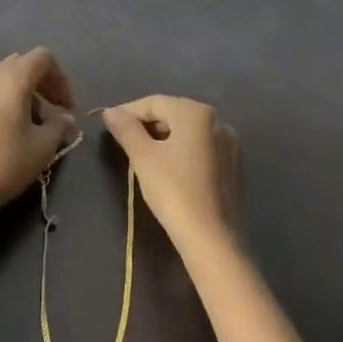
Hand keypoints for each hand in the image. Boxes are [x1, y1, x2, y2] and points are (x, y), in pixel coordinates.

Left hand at [0, 49, 77, 236]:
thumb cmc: (6, 163)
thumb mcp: (43, 147)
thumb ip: (60, 126)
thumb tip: (67, 119)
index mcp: (13, 79)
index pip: (42, 58)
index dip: (60, 78)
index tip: (67, 107)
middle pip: (22, 63)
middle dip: (42, 83)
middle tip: (52, 111)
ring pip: (3, 76)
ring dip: (21, 90)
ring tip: (29, 120)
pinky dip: (3, 98)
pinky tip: (7, 129)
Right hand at [102, 95, 239, 251]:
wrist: (212, 238)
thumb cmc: (174, 191)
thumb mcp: (143, 157)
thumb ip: (125, 129)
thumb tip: (110, 112)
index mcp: (196, 113)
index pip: (154, 102)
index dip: (128, 112)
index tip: (109, 126)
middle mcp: (217, 120)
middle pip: (173, 114)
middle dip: (146, 124)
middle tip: (123, 141)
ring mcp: (230, 143)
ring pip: (188, 131)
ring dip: (163, 137)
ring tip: (142, 155)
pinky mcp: (234, 165)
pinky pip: (201, 147)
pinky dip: (182, 150)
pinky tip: (168, 168)